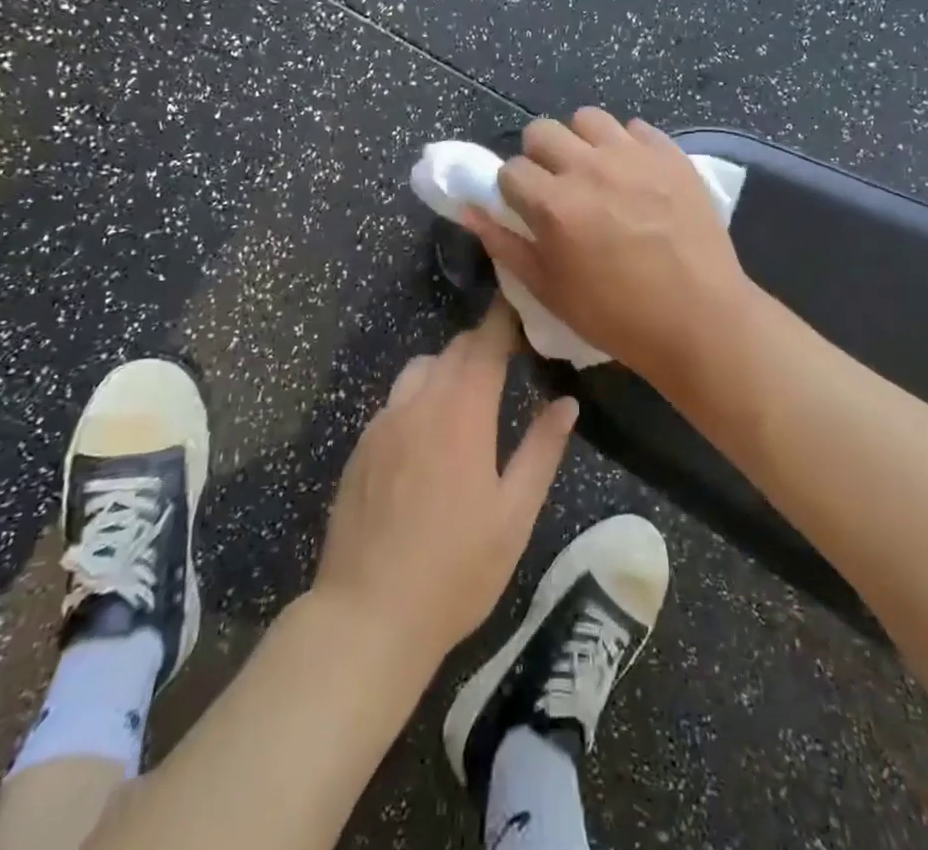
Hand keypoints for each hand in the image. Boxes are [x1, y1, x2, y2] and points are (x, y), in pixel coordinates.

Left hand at [311, 301, 577, 675]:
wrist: (367, 617)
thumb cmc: (455, 570)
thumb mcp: (514, 514)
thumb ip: (542, 450)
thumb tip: (566, 402)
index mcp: (462, 413)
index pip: (486, 343)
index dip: (505, 320)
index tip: (524, 310)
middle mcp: (419, 403)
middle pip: (454, 350)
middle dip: (483, 344)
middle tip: (510, 356)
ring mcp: (383, 423)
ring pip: (420, 369)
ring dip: (449, 368)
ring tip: (469, 397)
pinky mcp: (361, 446)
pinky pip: (396, 400)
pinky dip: (420, 396)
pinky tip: (429, 436)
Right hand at [463, 108, 751, 381]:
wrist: (699, 318)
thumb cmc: (617, 315)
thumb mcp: (549, 290)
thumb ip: (505, 245)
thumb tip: (469, 211)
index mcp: (555, 204)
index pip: (509, 169)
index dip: (513, 190)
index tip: (527, 209)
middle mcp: (590, 167)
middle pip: (542, 130)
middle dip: (539, 156)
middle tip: (557, 186)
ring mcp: (634, 156)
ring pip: (588, 118)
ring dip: (582, 141)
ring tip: (596, 172)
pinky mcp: (670, 154)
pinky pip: (636, 127)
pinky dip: (627, 145)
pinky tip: (635, 174)